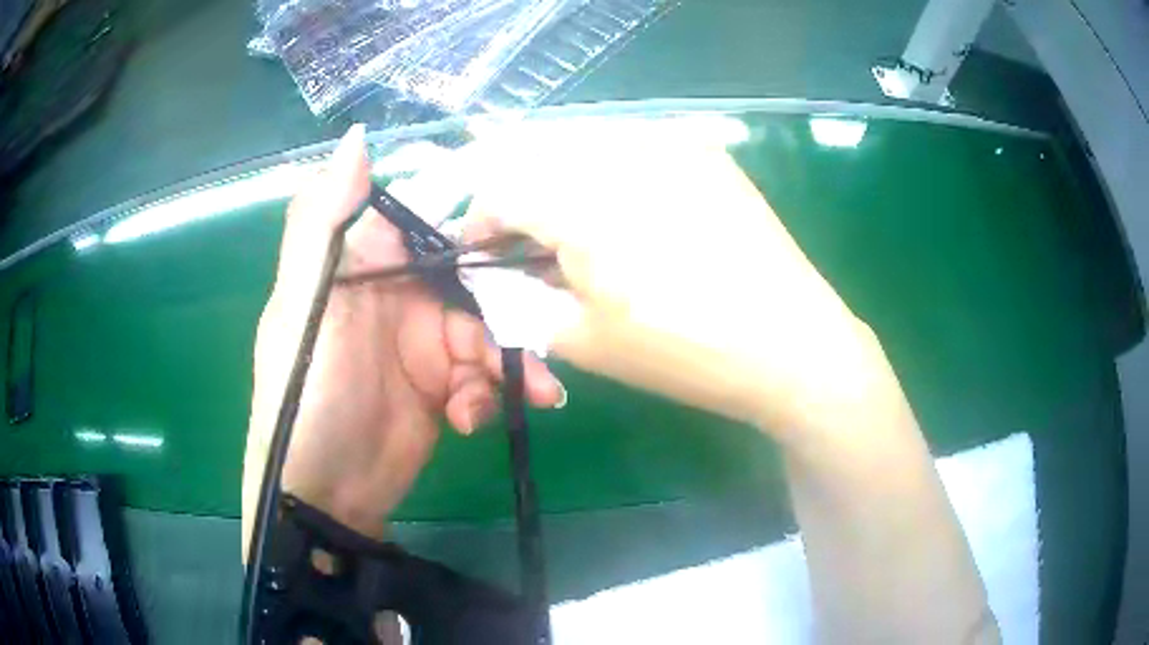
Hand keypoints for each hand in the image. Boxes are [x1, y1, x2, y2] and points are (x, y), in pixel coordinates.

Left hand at [242, 126, 563, 555]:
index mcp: (366, 262)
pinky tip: (472, 421)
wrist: (321, 493)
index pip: (432, 221)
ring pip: (488, 333)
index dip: (478, 221)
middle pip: (474, 283)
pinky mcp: (443, 390)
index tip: (529, 230)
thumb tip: (359, 136)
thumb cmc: (305, 393)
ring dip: (511, 363)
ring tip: (533, 395)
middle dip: (509, 310)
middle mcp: (399, 296)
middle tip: (539, 336)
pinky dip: (490, 396)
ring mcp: (424, 346)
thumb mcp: (306, 304)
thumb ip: (324, 220)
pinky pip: (484, 379)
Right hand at [465, 122, 890, 443]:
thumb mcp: (584, 341)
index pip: (500, 188)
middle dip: (513, 192)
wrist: (789, 343)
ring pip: (580, 140)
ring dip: (555, 174)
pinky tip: (617, 203)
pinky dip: (602, 166)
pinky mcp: (701, 148)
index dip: (478, 218)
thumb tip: (493, 273)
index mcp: (584, 205)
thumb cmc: (685, 353)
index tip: (478, 247)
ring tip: (565, 220)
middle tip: (518, 235)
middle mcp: (622, 153)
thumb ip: (519, 300)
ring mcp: (669, 142)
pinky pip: (629, 141)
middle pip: (534, 152)